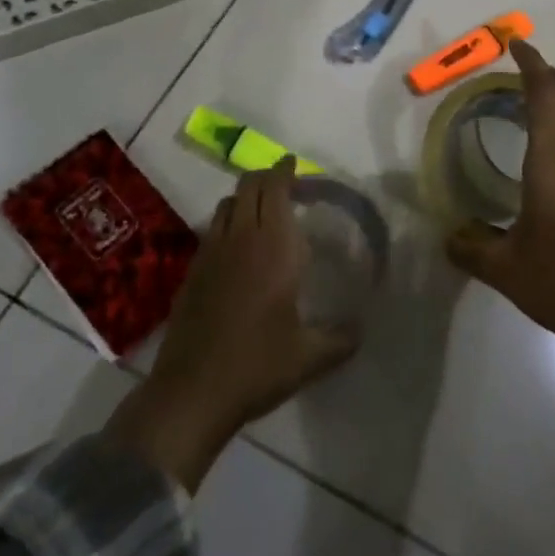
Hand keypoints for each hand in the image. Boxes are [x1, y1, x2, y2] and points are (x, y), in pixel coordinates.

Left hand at [106, 158, 357, 490]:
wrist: (192, 392)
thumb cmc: (257, 366)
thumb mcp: (310, 357)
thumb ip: (341, 339)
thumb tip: (363, 328)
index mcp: (273, 247)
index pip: (276, 189)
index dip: (285, 170)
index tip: (294, 163)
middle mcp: (241, 239)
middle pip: (248, 186)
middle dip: (266, 177)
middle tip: (284, 183)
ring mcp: (211, 253)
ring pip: (226, 204)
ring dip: (244, 197)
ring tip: (261, 210)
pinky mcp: (192, 271)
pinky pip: (212, 229)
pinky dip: (228, 222)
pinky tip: (237, 247)